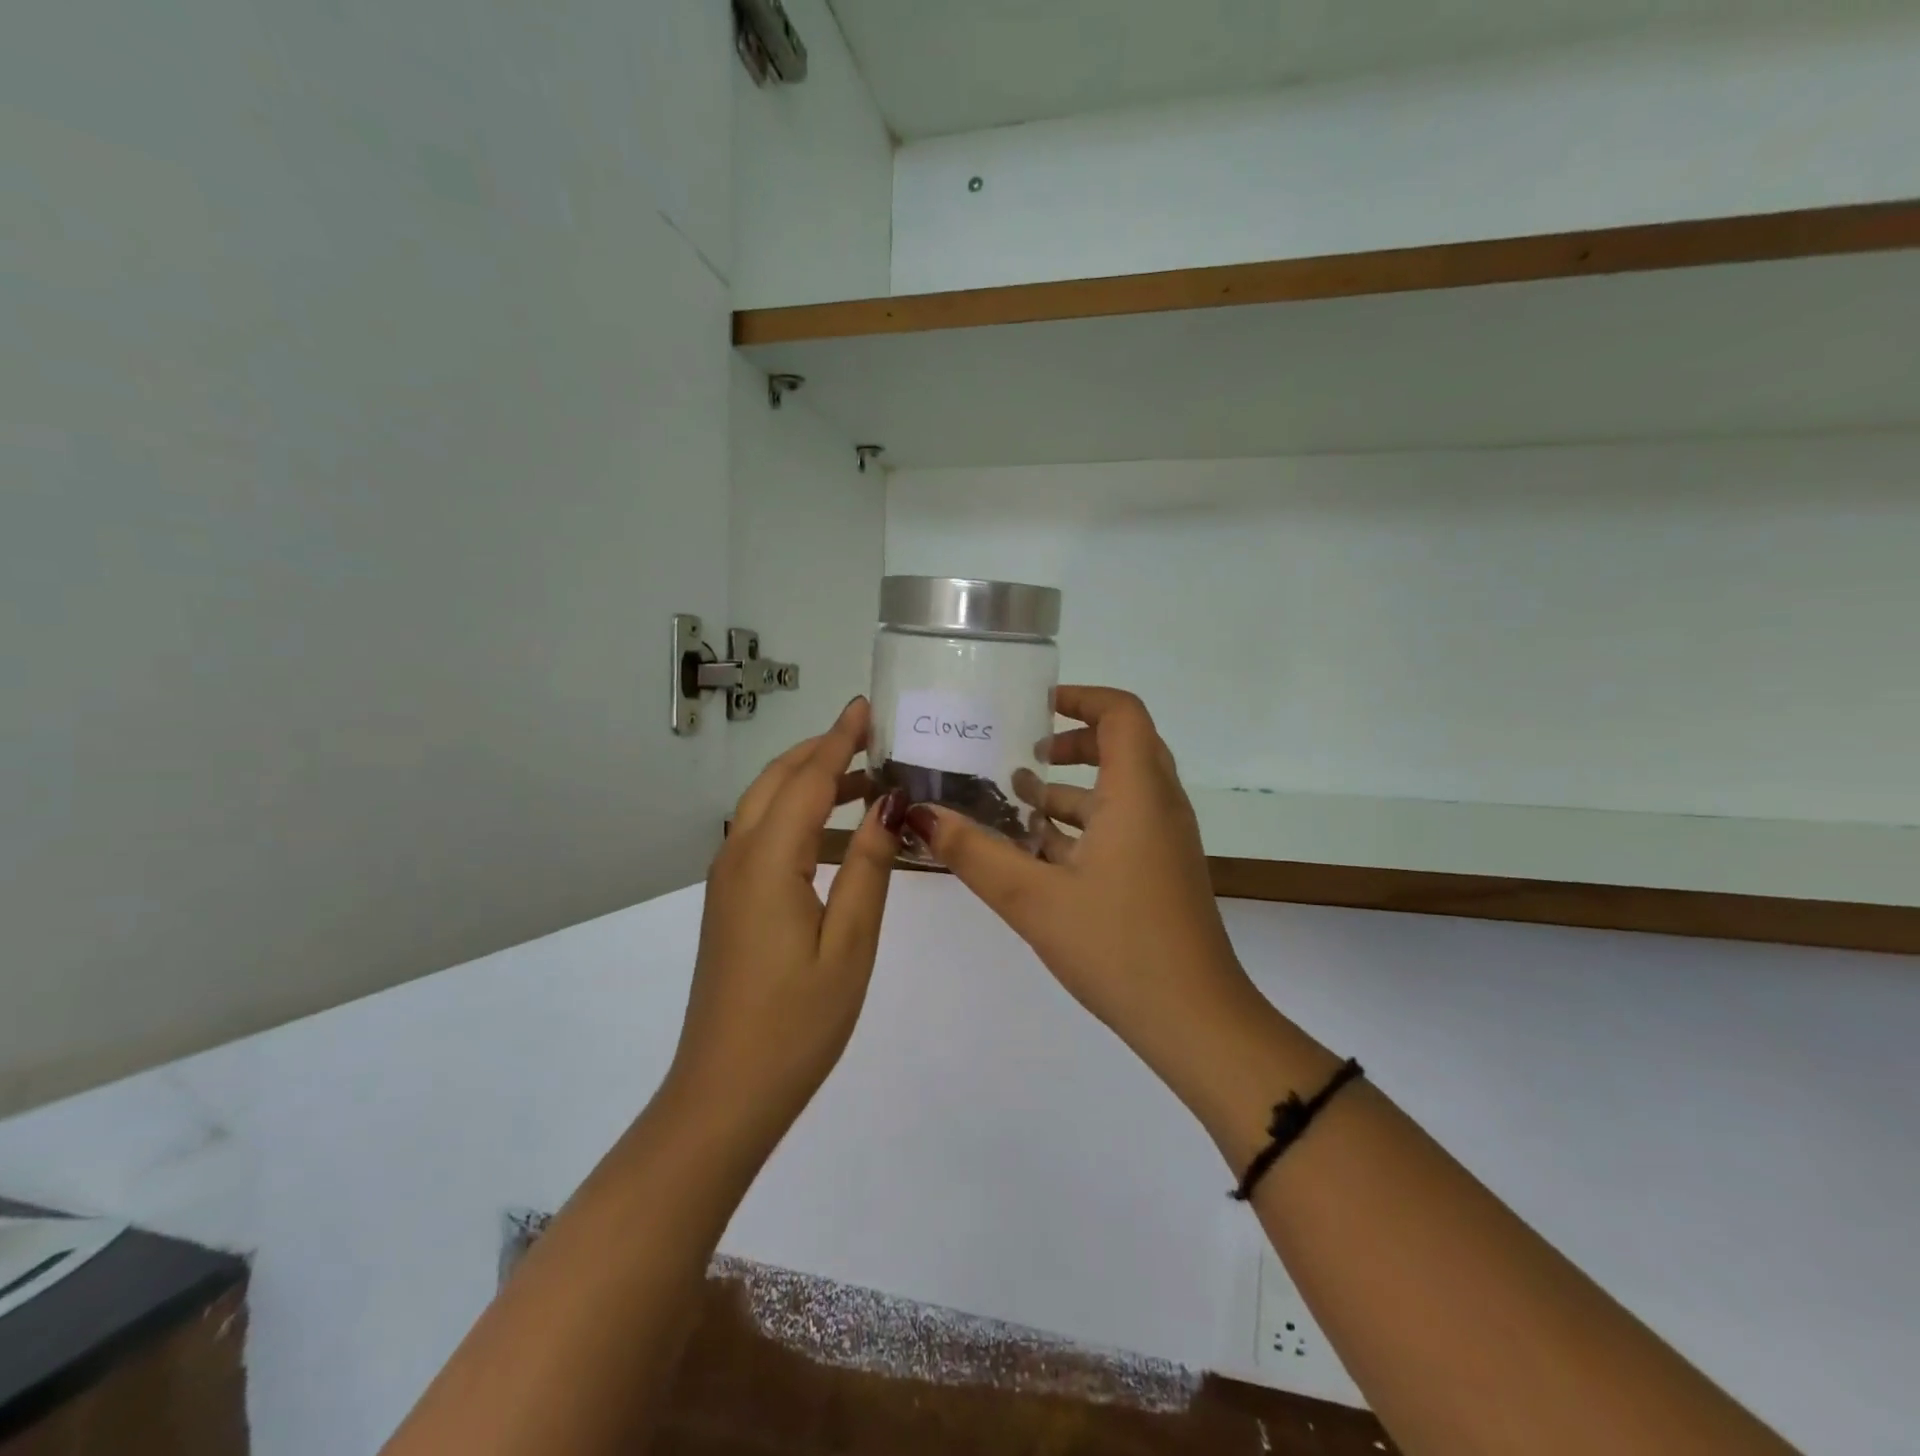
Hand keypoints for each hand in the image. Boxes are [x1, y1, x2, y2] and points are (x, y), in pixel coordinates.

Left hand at [669, 697, 909, 1147]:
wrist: (724, 1093)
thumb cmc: (797, 1023)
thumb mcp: (850, 943)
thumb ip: (867, 867)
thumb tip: (888, 806)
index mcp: (767, 862)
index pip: (807, 779)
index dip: (839, 739)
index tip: (865, 706)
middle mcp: (738, 858)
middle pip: (777, 782)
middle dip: (822, 751)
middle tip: (871, 737)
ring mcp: (728, 882)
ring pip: (767, 809)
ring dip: (812, 786)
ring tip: (869, 786)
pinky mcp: (730, 904)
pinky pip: (764, 840)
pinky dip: (800, 821)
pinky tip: (839, 843)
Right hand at [904, 687, 1262, 1072]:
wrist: (1195, 1021)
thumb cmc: (1118, 947)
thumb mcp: (1033, 899)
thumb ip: (975, 854)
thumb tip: (920, 814)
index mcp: (1138, 793)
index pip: (1122, 712)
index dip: (1080, 698)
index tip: (1033, 708)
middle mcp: (1159, 806)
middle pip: (1122, 746)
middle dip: (1071, 742)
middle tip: (1021, 751)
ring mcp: (1165, 841)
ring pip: (1120, 791)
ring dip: (1072, 788)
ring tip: (1016, 799)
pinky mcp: (1161, 872)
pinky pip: (1123, 826)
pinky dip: (1084, 824)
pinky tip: (1038, 853)